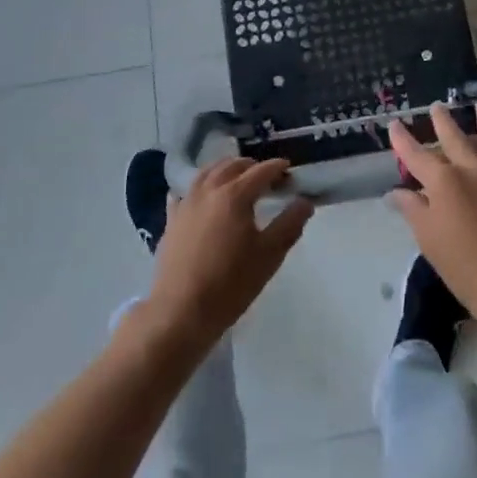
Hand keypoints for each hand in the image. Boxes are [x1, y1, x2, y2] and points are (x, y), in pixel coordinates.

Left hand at [145, 158, 312, 352]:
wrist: (181, 311)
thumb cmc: (231, 283)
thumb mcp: (270, 255)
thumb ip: (290, 224)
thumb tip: (305, 201)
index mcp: (235, 194)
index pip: (261, 171)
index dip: (277, 168)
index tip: (289, 171)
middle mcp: (209, 190)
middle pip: (232, 166)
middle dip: (252, 166)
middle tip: (266, 177)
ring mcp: (186, 203)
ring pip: (207, 173)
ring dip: (224, 169)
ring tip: (235, 177)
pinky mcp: (171, 220)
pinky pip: (184, 192)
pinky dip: (197, 188)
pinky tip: (199, 195)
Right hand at [389, 102, 476, 329]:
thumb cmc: (463, 264)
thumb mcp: (428, 238)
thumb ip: (412, 209)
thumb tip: (396, 192)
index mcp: (442, 180)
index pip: (416, 154)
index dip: (403, 139)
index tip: (394, 123)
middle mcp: (470, 168)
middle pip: (454, 137)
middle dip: (443, 121)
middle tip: (437, 106)